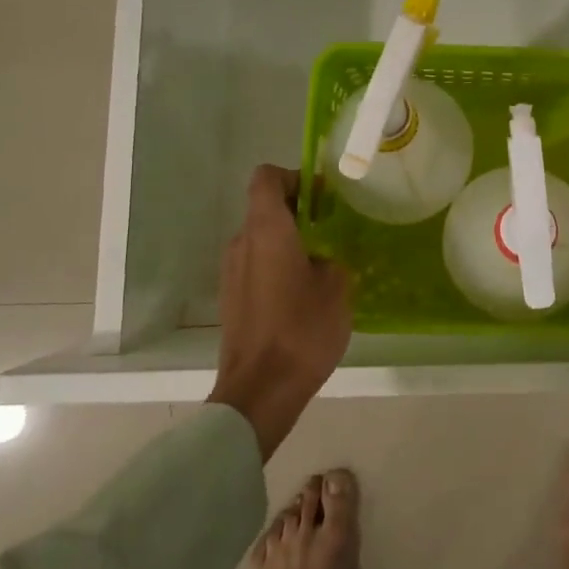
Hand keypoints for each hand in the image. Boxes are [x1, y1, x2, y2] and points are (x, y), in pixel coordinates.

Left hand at [208, 166, 350, 460]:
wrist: (260, 391)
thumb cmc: (302, 330)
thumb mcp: (337, 286)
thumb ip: (331, 257)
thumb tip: (323, 256)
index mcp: (266, 230)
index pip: (267, 178)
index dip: (294, 177)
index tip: (322, 196)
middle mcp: (242, 243)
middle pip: (265, 207)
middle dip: (298, 211)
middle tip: (333, 229)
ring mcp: (231, 272)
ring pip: (261, 238)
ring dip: (289, 240)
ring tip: (322, 264)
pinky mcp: (231, 298)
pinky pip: (256, 265)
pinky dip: (278, 265)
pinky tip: (303, 293)